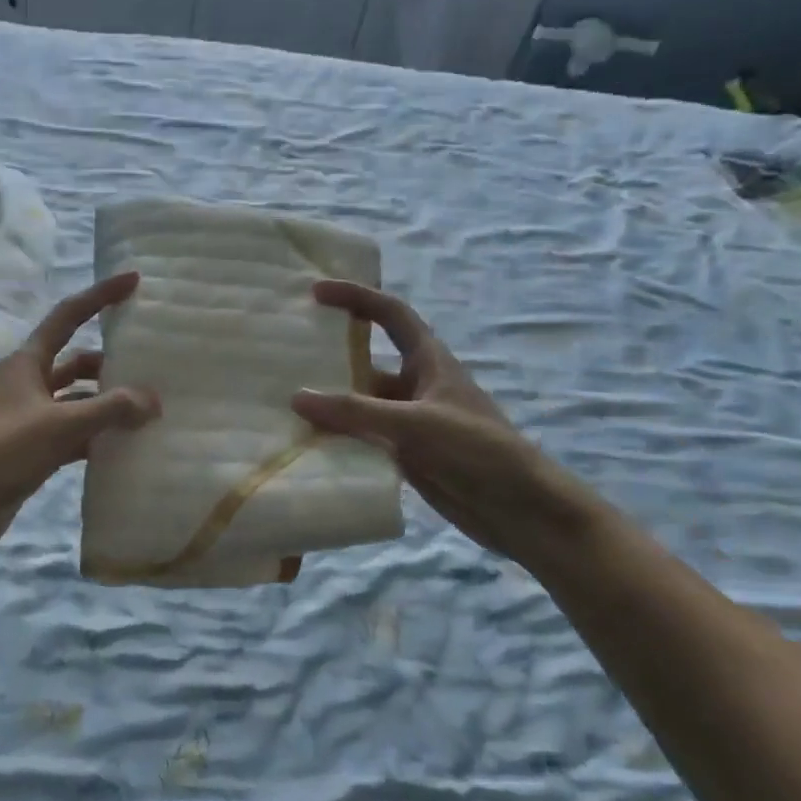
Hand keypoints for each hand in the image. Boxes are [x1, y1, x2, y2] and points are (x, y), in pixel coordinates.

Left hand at [0, 272, 160, 561]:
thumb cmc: (2, 452)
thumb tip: (154, 400)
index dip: (100, 296)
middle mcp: (29, 384)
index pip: (69, 316)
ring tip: (149, 409)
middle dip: (111, 361)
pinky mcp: (35, 450)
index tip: (134, 281)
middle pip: (77, 360)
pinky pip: (75, 434)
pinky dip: (98, 436)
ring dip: (107, 403)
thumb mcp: (60, 425)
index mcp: (28, 363)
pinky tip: (126, 446)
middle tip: (153, 364)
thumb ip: (110, 409)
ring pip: (78, 401)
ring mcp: (32, 419)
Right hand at [291, 281, 590, 561]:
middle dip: (330, 356)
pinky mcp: (405, 454)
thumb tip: (297, 398)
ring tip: (282, 402)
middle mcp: (416, 385)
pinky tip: (306, 444)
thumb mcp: (415, 424)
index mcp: (429, 361)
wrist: (518, 508)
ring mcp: (409, 421)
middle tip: (284, 354)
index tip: (316, 292)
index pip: (390, 314)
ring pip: (361, 404)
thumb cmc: (476, 450)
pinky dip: (338, 438)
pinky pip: (363, 438)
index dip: (356, 297)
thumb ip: (356, 412)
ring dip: (330, 404)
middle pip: (367, 361)